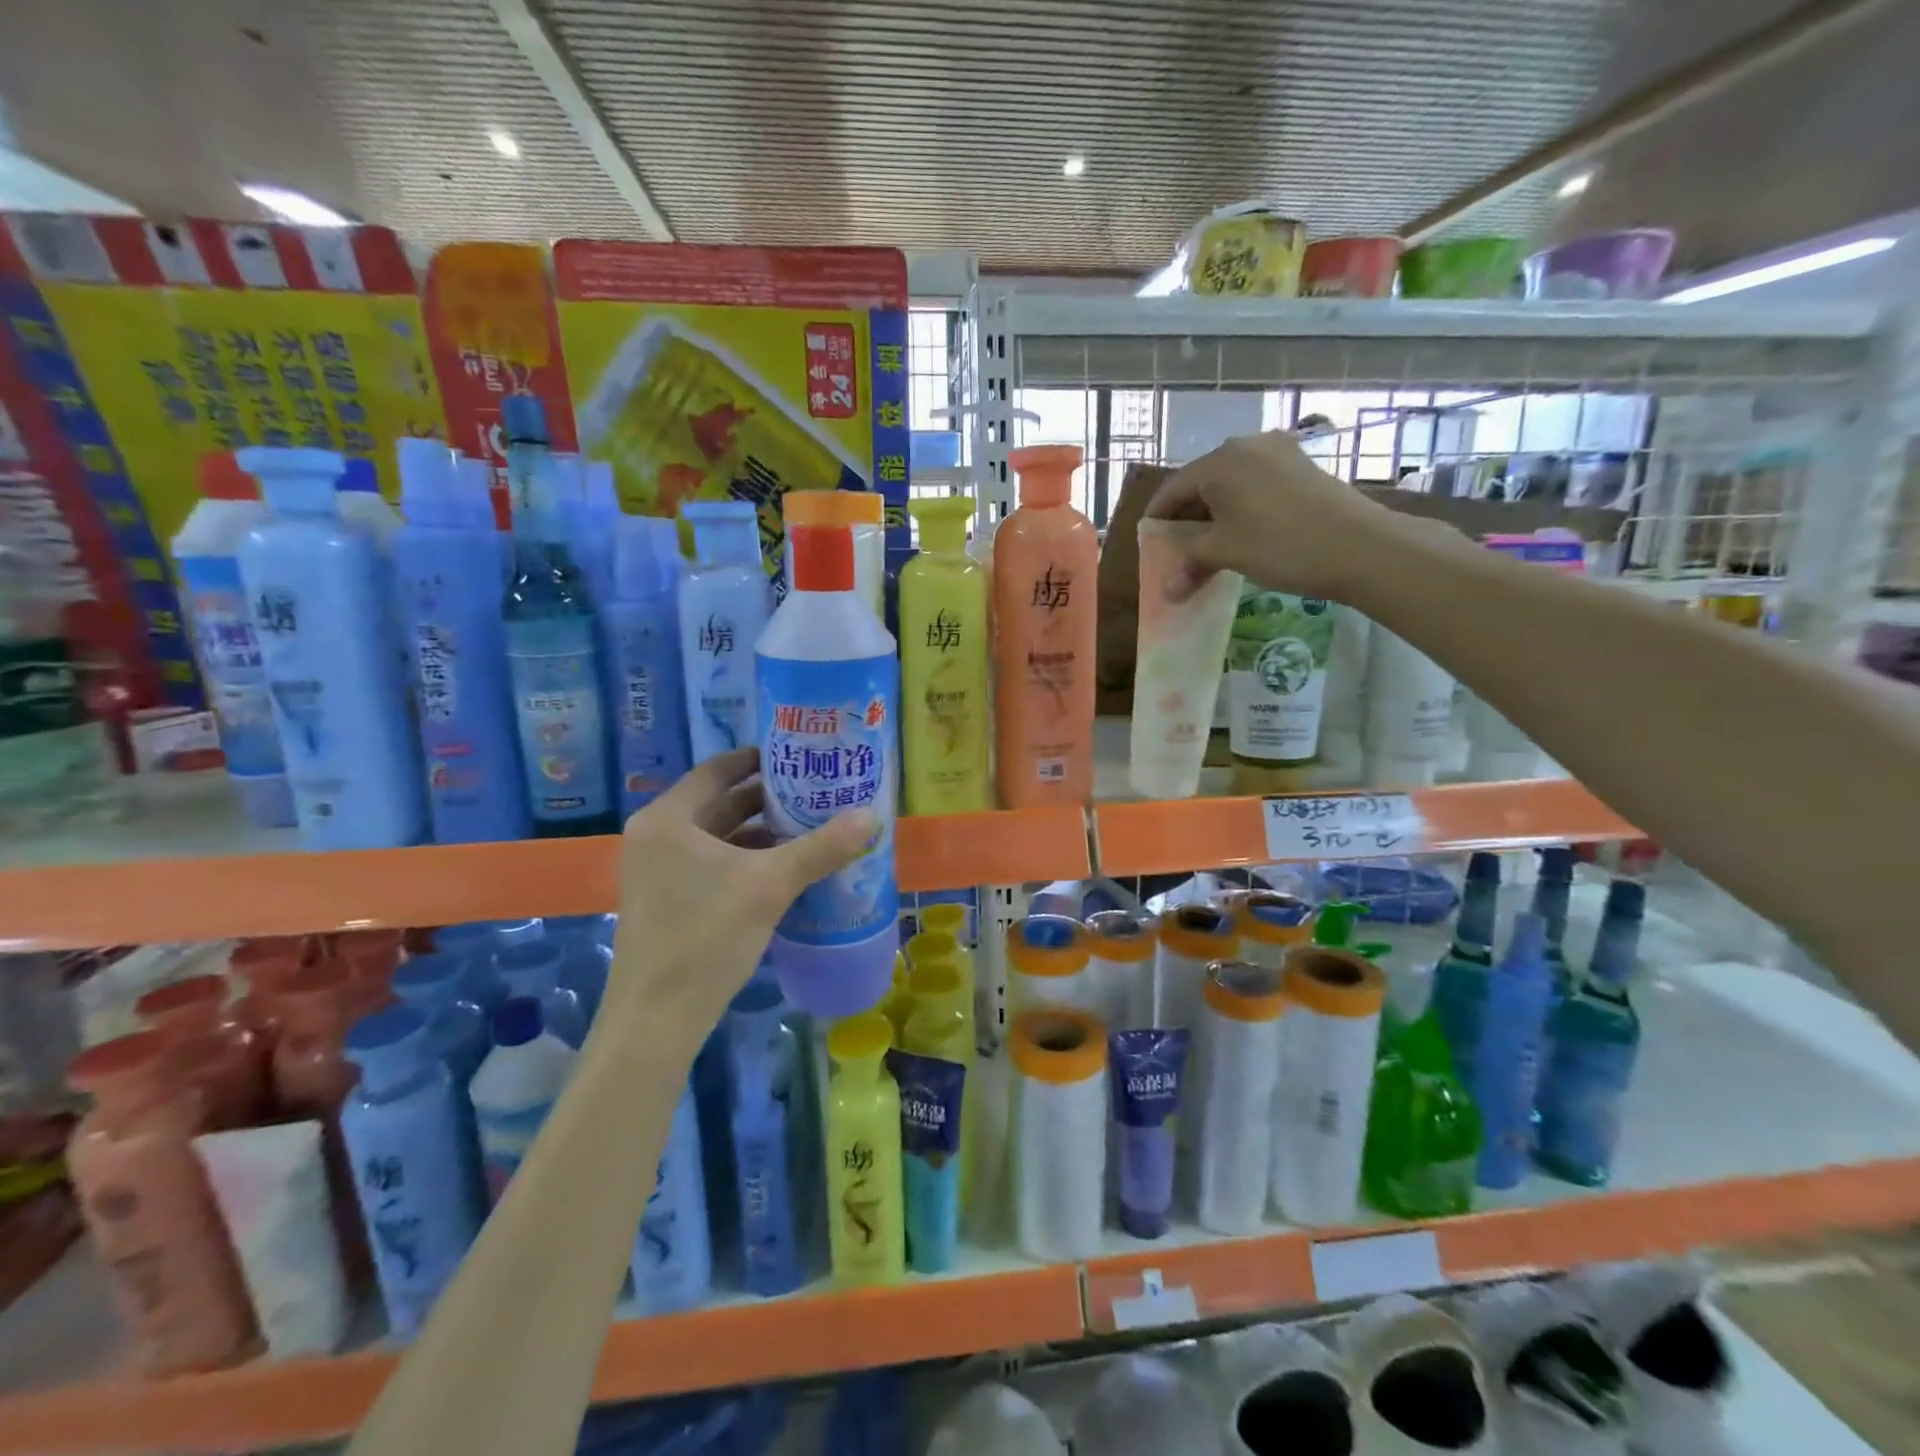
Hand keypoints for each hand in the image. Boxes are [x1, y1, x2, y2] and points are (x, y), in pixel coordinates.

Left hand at [605, 747, 874, 1039]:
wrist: (657, 1020)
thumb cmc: (706, 936)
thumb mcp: (770, 885)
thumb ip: (821, 847)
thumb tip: (871, 816)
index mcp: (668, 819)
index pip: (717, 770)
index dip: (757, 759)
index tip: (797, 756)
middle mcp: (656, 838)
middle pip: (719, 803)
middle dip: (766, 799)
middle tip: (814, 791)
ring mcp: (657, 873)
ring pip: (718, 838)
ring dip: (760, 833)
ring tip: (810, 827)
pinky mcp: (667, 902)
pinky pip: (712, 865)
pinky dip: (747, 861)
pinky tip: (786, 869)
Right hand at [1146, 430, 1433, 600]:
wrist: (1360, 546)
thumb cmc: (1280, 545)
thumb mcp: (1226, 553)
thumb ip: (1190, 562)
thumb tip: (1167, 591)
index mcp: (1220, 461)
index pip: (1172, 489)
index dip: (1157, 519)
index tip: (1148, 544)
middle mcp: (1245, 446)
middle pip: (1201, 483)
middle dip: (1186, 518)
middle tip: (1177, 550)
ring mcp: (1277, 452)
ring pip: (1230, 484)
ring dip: (1214, 515)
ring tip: (1209, 547)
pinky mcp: (1300, 465)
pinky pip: (1255, 484)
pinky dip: (1240, 508)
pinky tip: (1242, 533)